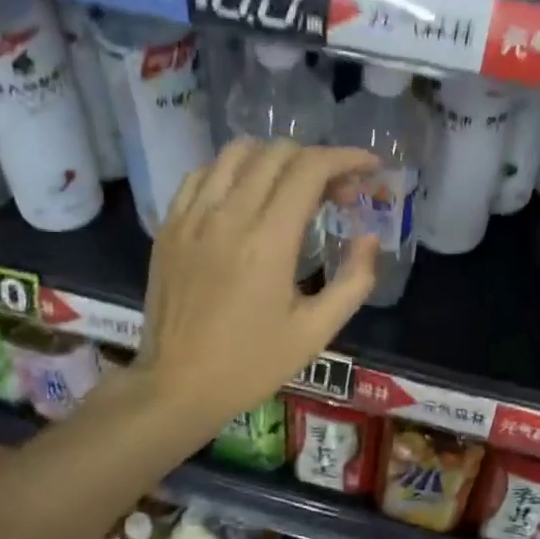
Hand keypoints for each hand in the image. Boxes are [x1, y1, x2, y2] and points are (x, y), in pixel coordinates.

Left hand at [137, 140, 379, 431]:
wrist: (178, 385)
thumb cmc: (252, 364)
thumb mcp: (316, 332)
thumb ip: (353, 281)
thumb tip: (368, 239)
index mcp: (268, 241)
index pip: (309, 169)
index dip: (347, 158)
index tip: (369, 168)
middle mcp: (227, 216)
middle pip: (276, 153)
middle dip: (317, 161)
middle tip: (338, 194)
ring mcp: (191, 217)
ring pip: (235, 153)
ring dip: (274, 159)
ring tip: (293, 189)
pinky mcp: (169, 226)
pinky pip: (202, 175)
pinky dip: (232, 172)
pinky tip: (246, 198)